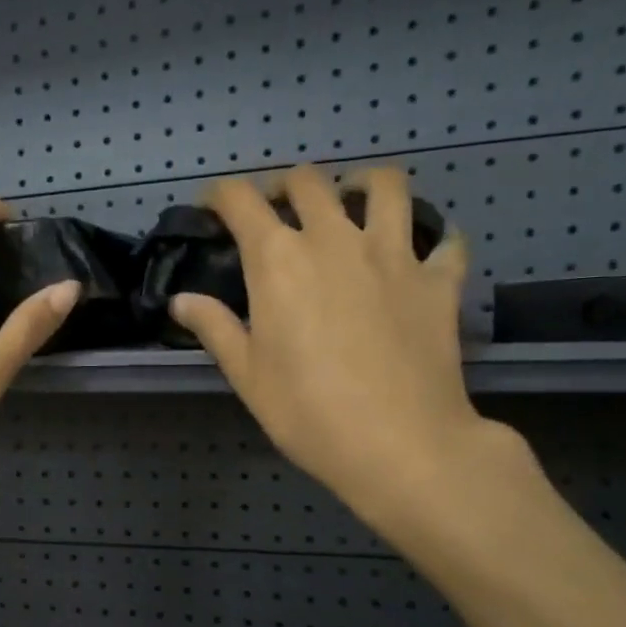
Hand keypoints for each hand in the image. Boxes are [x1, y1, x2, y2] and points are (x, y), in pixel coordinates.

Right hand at [172, 165, 517, 538]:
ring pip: (384, 186)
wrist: (400, 444)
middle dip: (284, 186)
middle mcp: (335, 239)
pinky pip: (445, 242)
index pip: (242, 201)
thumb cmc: (307, 413)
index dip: (221, 194)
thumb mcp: (247, 376)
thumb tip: (181, 300)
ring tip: (353, 202)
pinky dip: (433, 241)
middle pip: (308, 181)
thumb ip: (215, 328)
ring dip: (362, 184)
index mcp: (279, 260)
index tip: (213, 205)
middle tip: (277, 209)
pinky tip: (423, 255)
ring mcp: (394, 254)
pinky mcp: (438, 280)